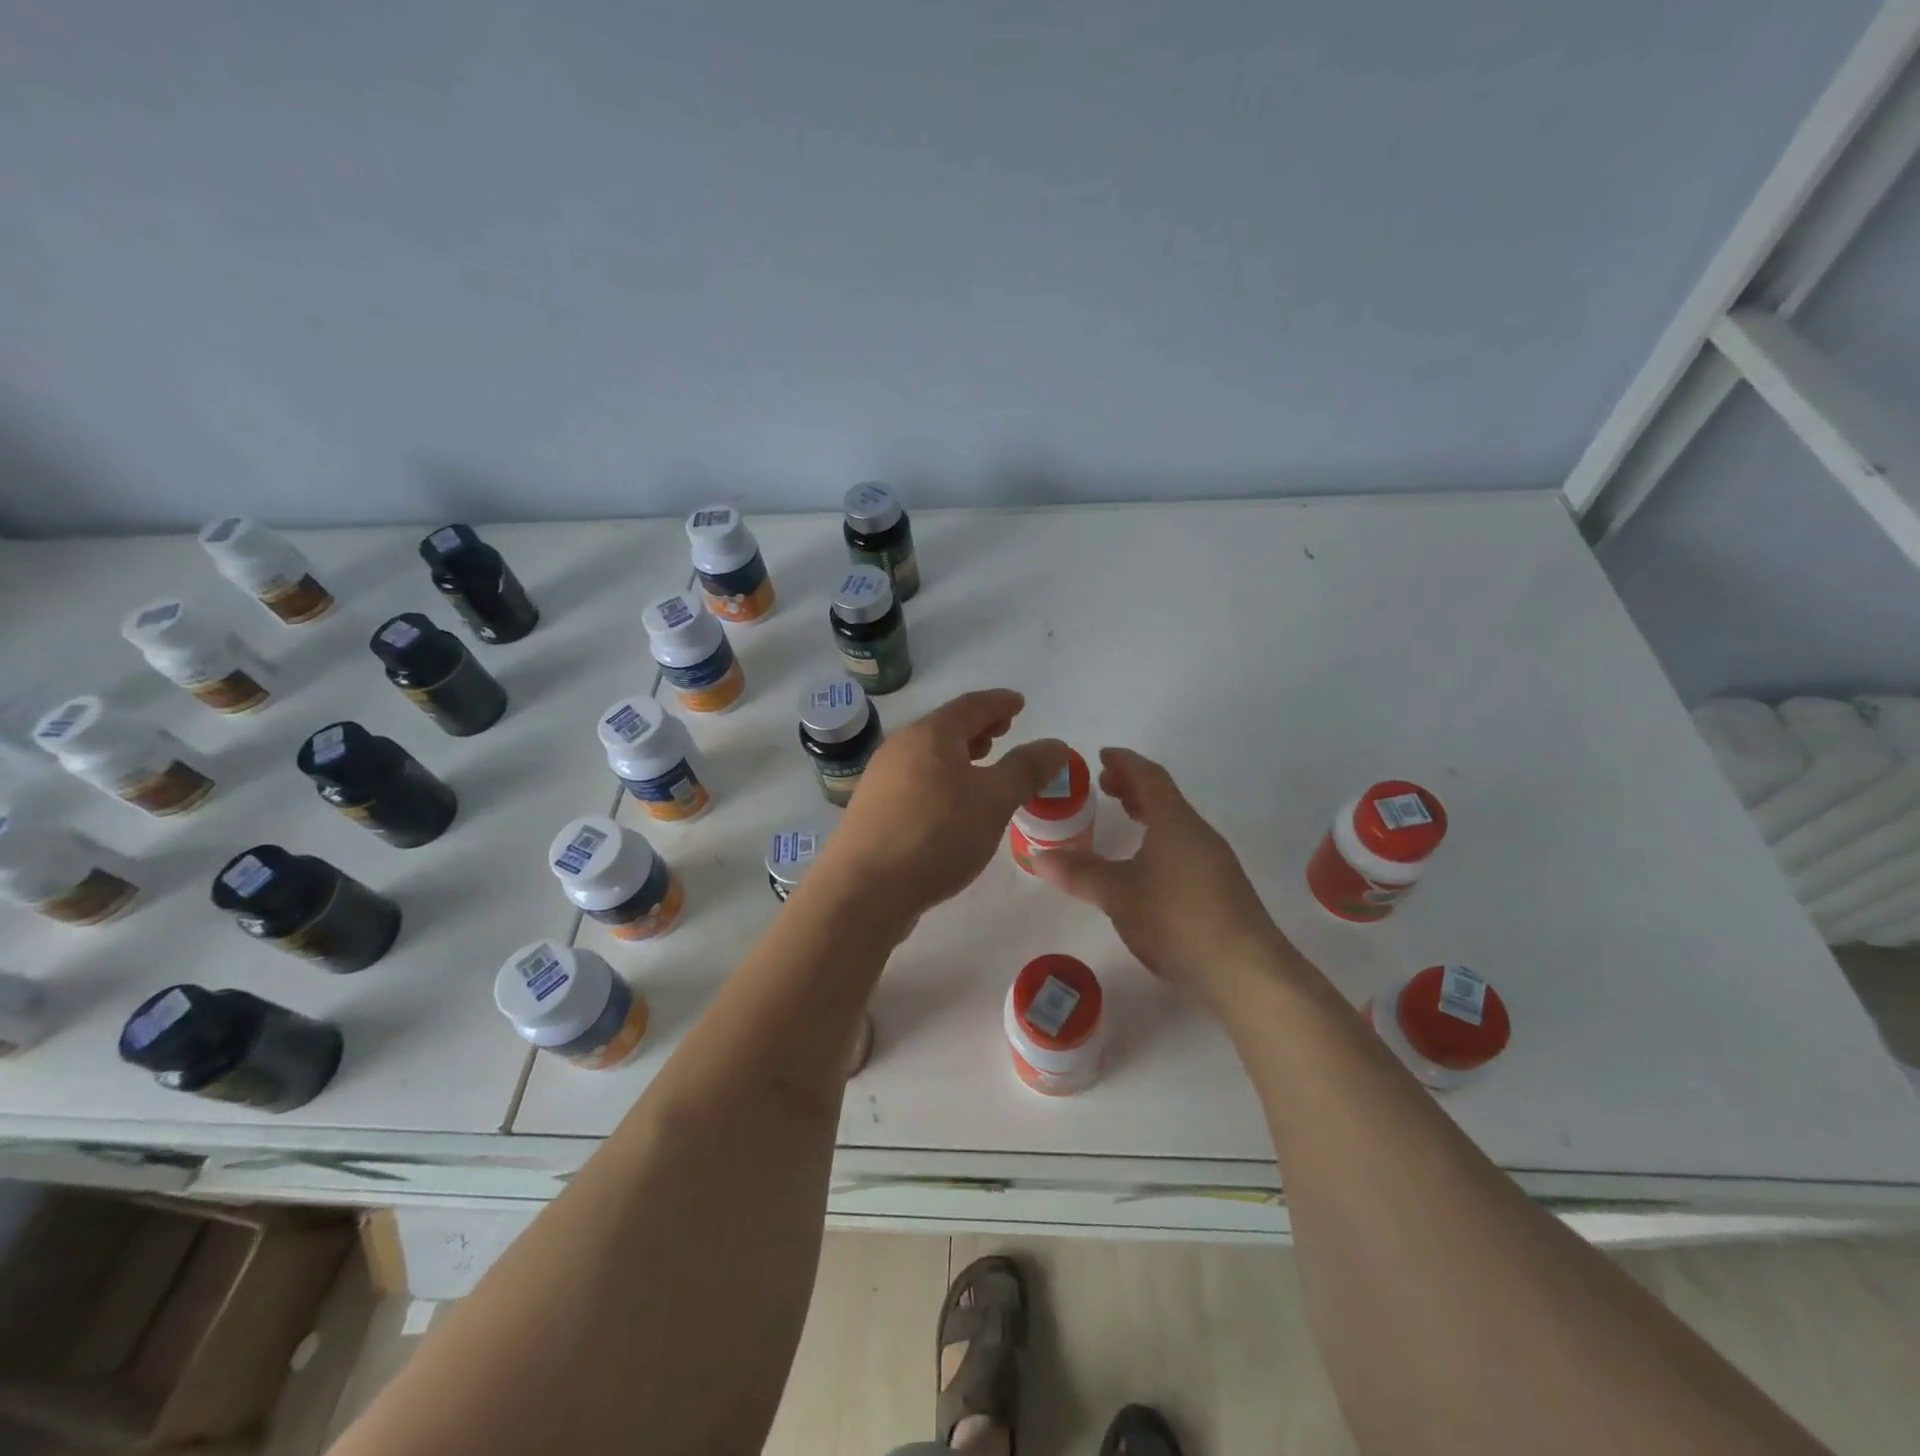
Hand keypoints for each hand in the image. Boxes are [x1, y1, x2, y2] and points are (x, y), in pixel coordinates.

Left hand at [822, 689, 1066, 928]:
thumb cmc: (936, 835)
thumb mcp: (993, 801)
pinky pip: (916, 782)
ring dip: (959, 756)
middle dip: (978, 728)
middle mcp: (900, 749)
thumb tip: (1056, 744)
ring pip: (928, 757)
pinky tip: (952, 806)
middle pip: (945, 728)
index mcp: (930, 736)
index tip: (1019, 703)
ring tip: (981, 766)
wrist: (863, 890)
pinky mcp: (873, 812)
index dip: (999, 702)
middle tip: (1004, 732)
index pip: (971, 706)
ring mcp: (881, 781)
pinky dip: (942, 781)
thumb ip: (1026, 770)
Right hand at [1032, 748, 1295, 1006]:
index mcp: (1175, 822)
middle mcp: (1198, 834)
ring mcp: (1214, 862)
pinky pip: (1183, 848)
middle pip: (1164, 798)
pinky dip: (1159, 841)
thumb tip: (1038, 856)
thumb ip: (1079, 873)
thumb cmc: (1176, 918)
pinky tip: (1146, 867)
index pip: (1149, 777)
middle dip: (1133, 787)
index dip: (1125, 763)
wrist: (1245, 971)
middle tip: (1104, 787)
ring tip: (1124, 818)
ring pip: (1176, 825)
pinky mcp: (1220, 890)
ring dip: (1148, 814)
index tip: (1102, 756)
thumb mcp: (1118, 895)